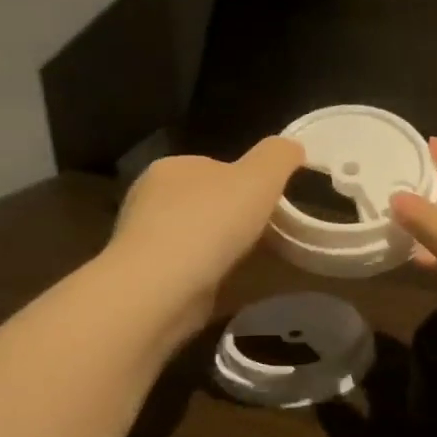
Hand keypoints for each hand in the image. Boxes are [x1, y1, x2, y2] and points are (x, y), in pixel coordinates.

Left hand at [104, 137, 303, 331]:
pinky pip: (188, 266)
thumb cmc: (211, 222)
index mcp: (173, 166)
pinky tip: (226, 282)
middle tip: (267, 234)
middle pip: (207, 201)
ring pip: (197, 235)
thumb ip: (279, 155)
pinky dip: (208, 272)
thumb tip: (292, 148)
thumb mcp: (261, 175)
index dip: (248, 183)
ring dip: (221, 246)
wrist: (161, 288)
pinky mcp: (145, 276)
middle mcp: (150, 197)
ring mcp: (143, 239)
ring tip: (250, 262)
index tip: (271, 203)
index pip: (217, 167)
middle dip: (234, 216)